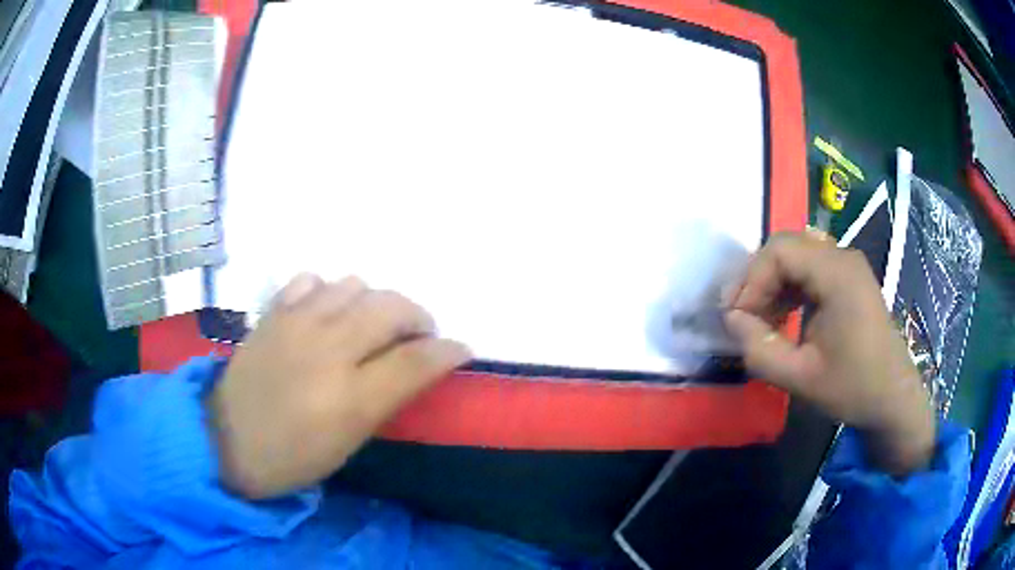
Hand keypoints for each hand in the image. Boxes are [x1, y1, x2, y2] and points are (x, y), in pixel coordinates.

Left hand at [208, 274, 470, 498]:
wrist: (227, 439)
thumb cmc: (293, 457)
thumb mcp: (348, 442)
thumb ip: (386, 398)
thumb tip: (418, 367)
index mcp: (350, 398)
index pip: (417, 360)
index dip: (448, 350)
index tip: (460, 349)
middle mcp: (328, 350)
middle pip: (392, 307)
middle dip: (418, 317)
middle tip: (417, 336)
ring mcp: (296, 324)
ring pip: (355, 284)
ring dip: (374, 303)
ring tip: (369, 325)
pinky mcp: (273, 312)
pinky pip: (312, 280)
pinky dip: (329, 292)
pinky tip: (326, 313)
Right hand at [723, 231, 934, 476]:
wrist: (893, 398)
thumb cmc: (853, 388)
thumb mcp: (801, 377)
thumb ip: (759, 349)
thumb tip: (731, 320)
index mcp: (837, 273)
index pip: (779, 251)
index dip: (751, 280)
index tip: (736, 318)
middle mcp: (842, 257)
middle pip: (786, 247)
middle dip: (757, 279)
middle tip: (740, 316)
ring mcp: (847, 266)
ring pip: (796, 256)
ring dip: (771, 284)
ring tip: (757, 319)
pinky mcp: (848, 279)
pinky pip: (809, 269)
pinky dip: (788, 288)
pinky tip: (781, 316)